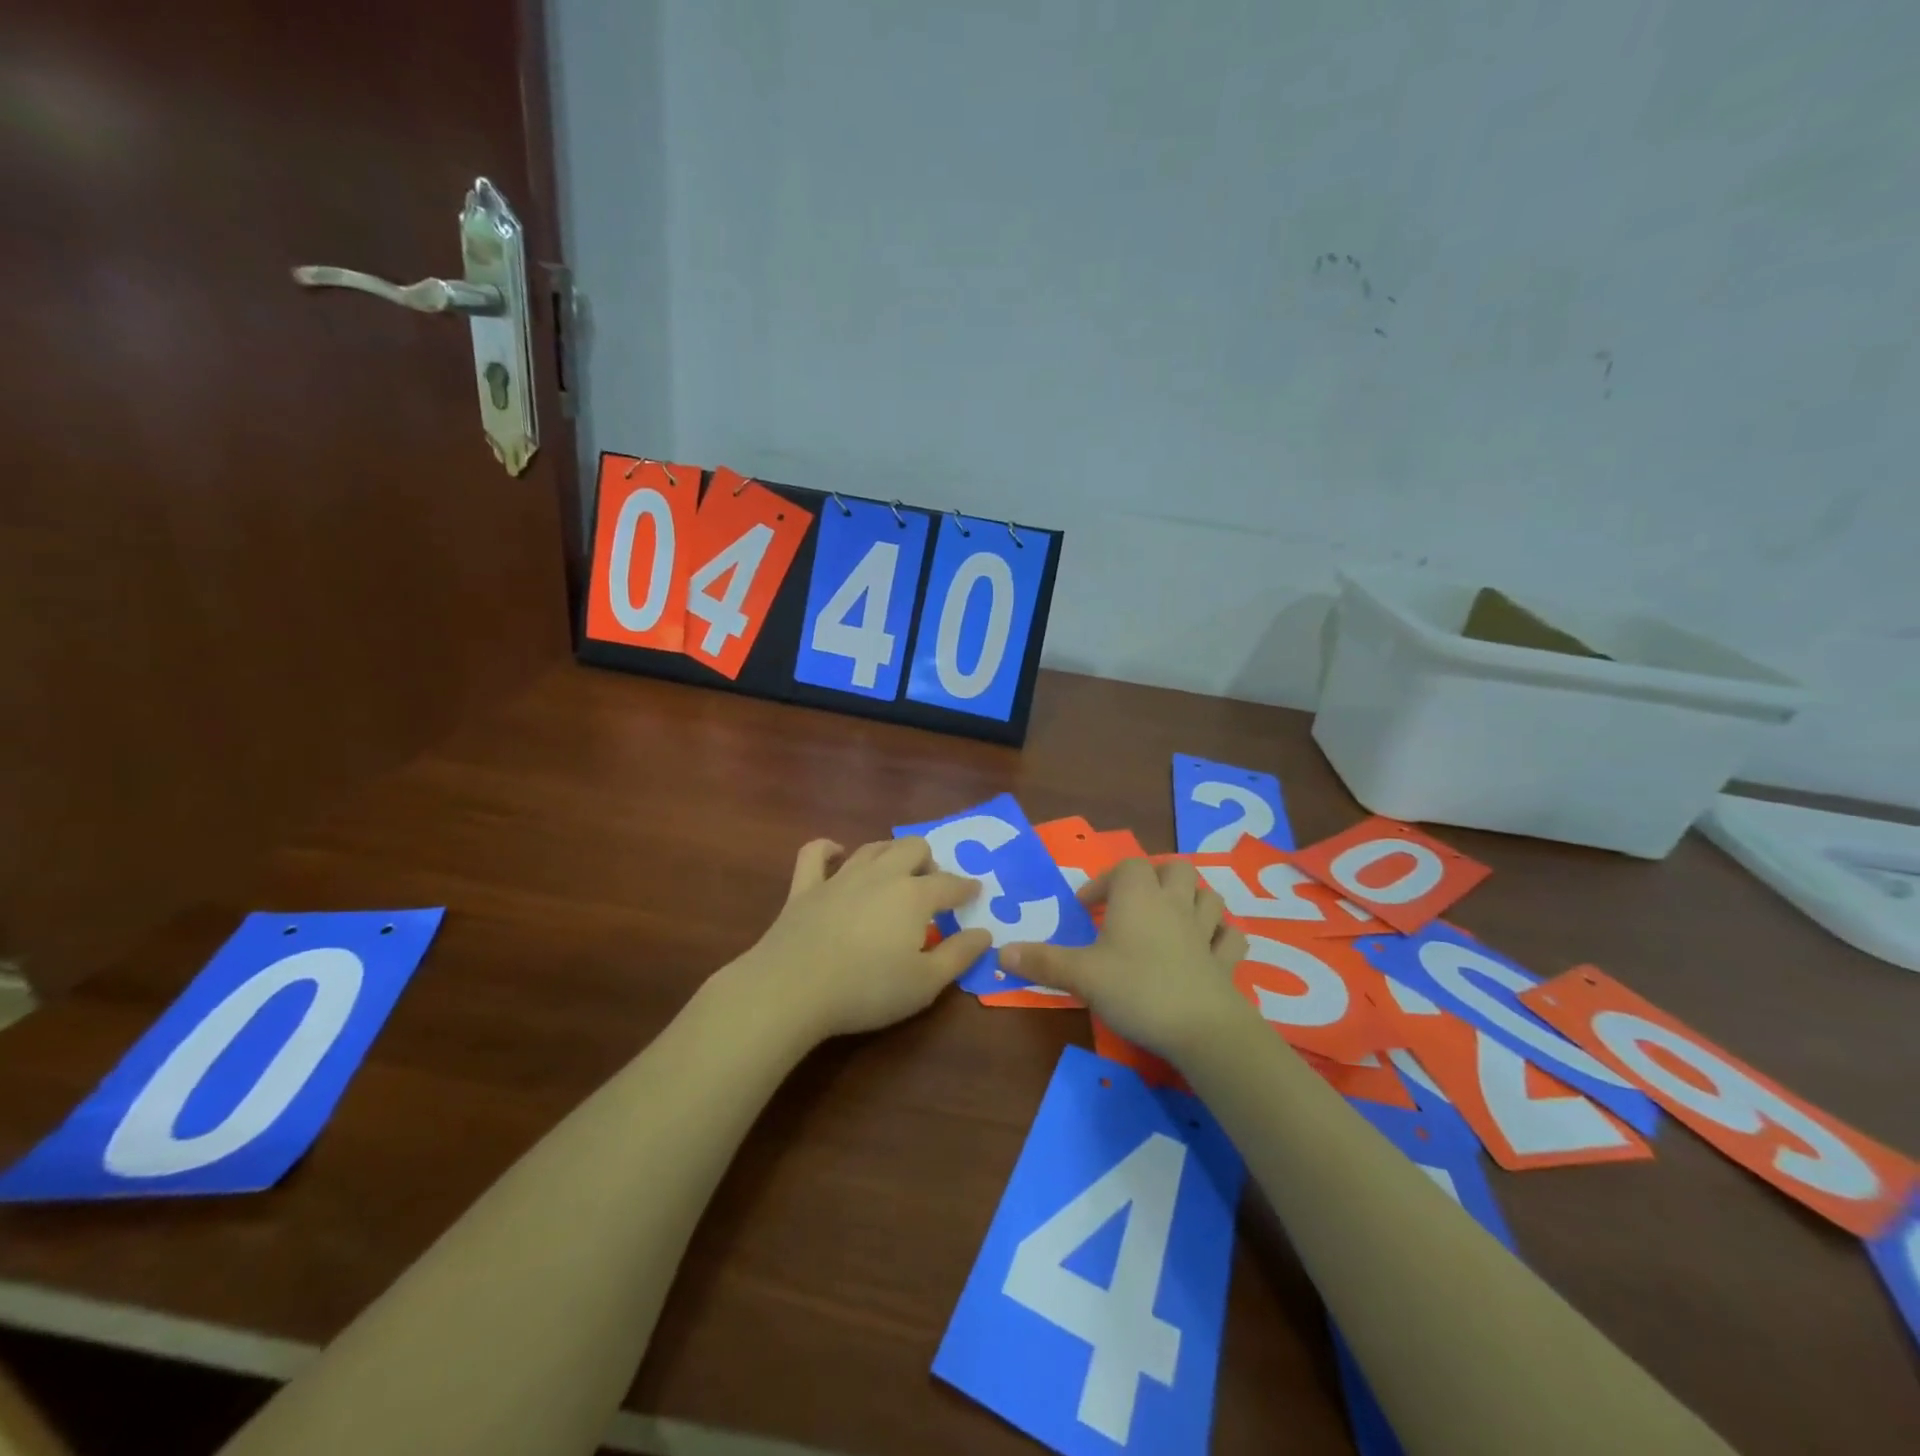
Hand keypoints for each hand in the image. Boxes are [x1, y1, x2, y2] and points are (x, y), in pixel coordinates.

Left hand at [728, 836, 991, 1043]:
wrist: (793, 988)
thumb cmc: (868, 989)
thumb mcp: (925, 983)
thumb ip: (958, 955)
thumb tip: (984, 933)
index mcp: (914, 896)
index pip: (949, 884)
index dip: (966, 888)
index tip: (975, 891)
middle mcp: (881, 875)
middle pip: (912, 849)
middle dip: (929, 861)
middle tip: (932, 885)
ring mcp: (840, 877)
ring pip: (872, 848)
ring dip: (890, 853)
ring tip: (897, 870)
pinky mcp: (805, 887)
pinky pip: (816, 854)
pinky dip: (828, 849)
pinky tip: (836, 853)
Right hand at [1001, 858, 1248, 1060]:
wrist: (1201, 1029)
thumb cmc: (1136, 989)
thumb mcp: (1081, 975)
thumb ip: (1043, 962)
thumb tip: (1001, 952)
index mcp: (1138, 898)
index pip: (1126, 867)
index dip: (1105, 881)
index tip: (1087, 907)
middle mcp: (1174, 905)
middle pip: (1174, 870)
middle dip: (1155, 878)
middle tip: (1133, 903)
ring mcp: (1205, 932)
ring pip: (1208, 897)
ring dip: (1192, 899)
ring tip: (1172, 918)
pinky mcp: (1226, 962)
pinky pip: (1230, 938)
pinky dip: (1220, 936)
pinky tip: (1208, 947)